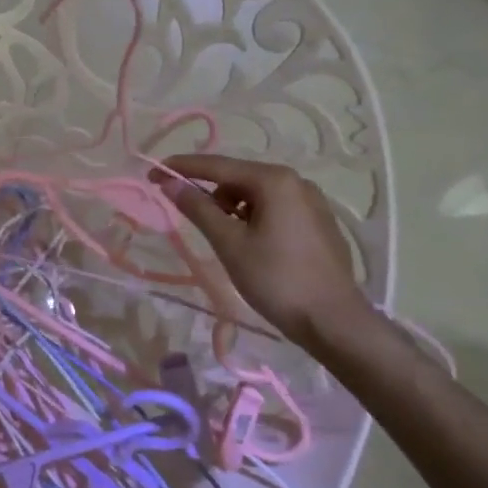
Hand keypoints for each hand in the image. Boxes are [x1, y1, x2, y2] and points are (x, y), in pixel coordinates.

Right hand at [151, 153, 376, 346]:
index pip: (217, 166)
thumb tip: (170, 184)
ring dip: (232, 207)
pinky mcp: (319, 222)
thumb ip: (198, 209)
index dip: (182, 168)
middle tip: (185, 211)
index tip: (153, 173)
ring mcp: (312, 201)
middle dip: (209, 191)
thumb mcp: (230, 244)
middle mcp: (296, 181)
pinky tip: (249, 243)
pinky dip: (253, 217)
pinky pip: (276, 208)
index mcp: (274, 180)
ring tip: (222, 237)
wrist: (334, 321)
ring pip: (257, 194)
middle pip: (239, 177)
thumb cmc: (277, 279)